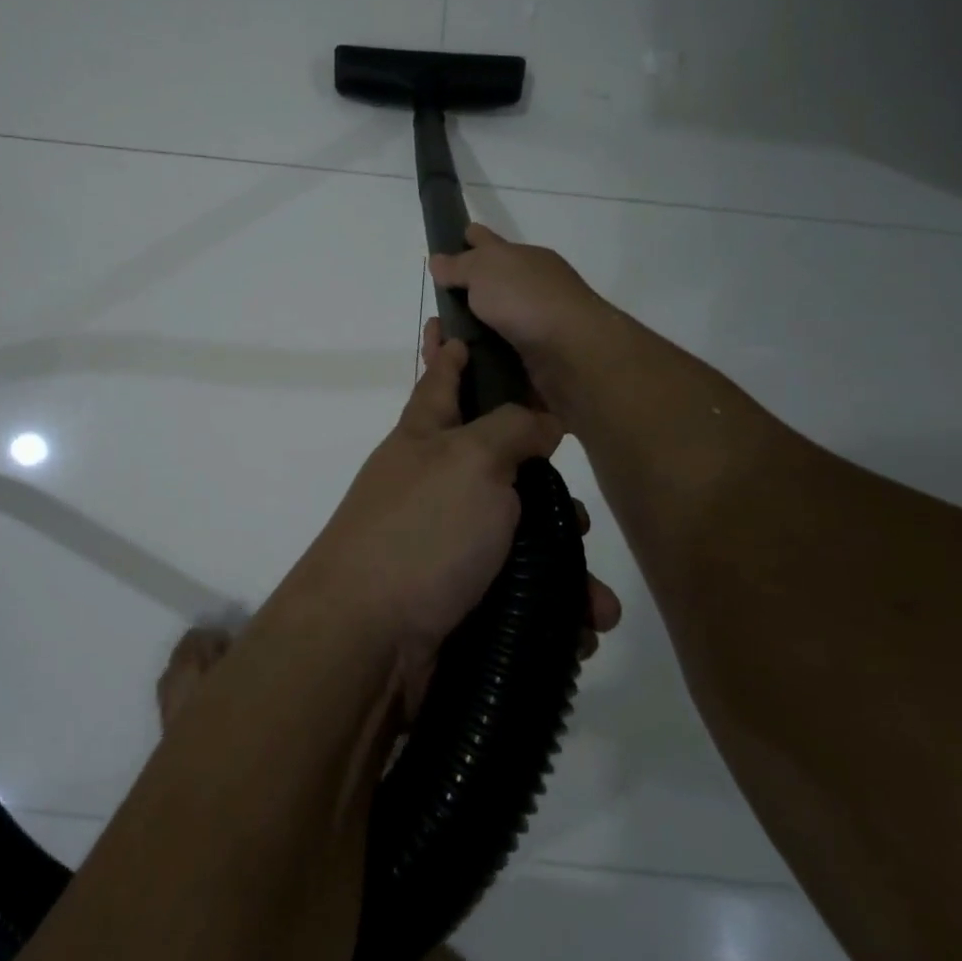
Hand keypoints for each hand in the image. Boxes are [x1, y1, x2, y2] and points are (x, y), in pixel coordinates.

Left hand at [280, 320, 622, 694]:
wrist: (367, 636)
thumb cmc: (420, 530)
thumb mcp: (470, 460)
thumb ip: (511, 429)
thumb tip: (541, 419)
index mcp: (425, 437)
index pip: (441, 379)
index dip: (450, 351)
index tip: (452, 324)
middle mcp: (431, 484)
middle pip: (497, 466)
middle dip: (545, 489)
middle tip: (581, 513)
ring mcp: (441, 543)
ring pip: (518, 539)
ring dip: (562, 566)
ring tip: (594, 598)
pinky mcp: (455, 598)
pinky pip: (515, 593)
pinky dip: (549, 610)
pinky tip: (579, 630)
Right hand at [427, 224, 616, 405]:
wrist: (572, 353)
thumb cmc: (527, 299)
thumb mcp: (485, 269)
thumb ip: (459, 265)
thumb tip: (438, 260)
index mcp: (525, 260)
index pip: (490, 243)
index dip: (472, 238)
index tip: (455, 239)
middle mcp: (532, 289)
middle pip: (492, 285)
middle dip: (465, 292)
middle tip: (435, 307)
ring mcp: (535, 325)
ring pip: (492, 323)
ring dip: (469, 330)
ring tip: (439, 342)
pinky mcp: (534, 359)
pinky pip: (497, 353)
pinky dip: (479, 356)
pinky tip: (460, 362)